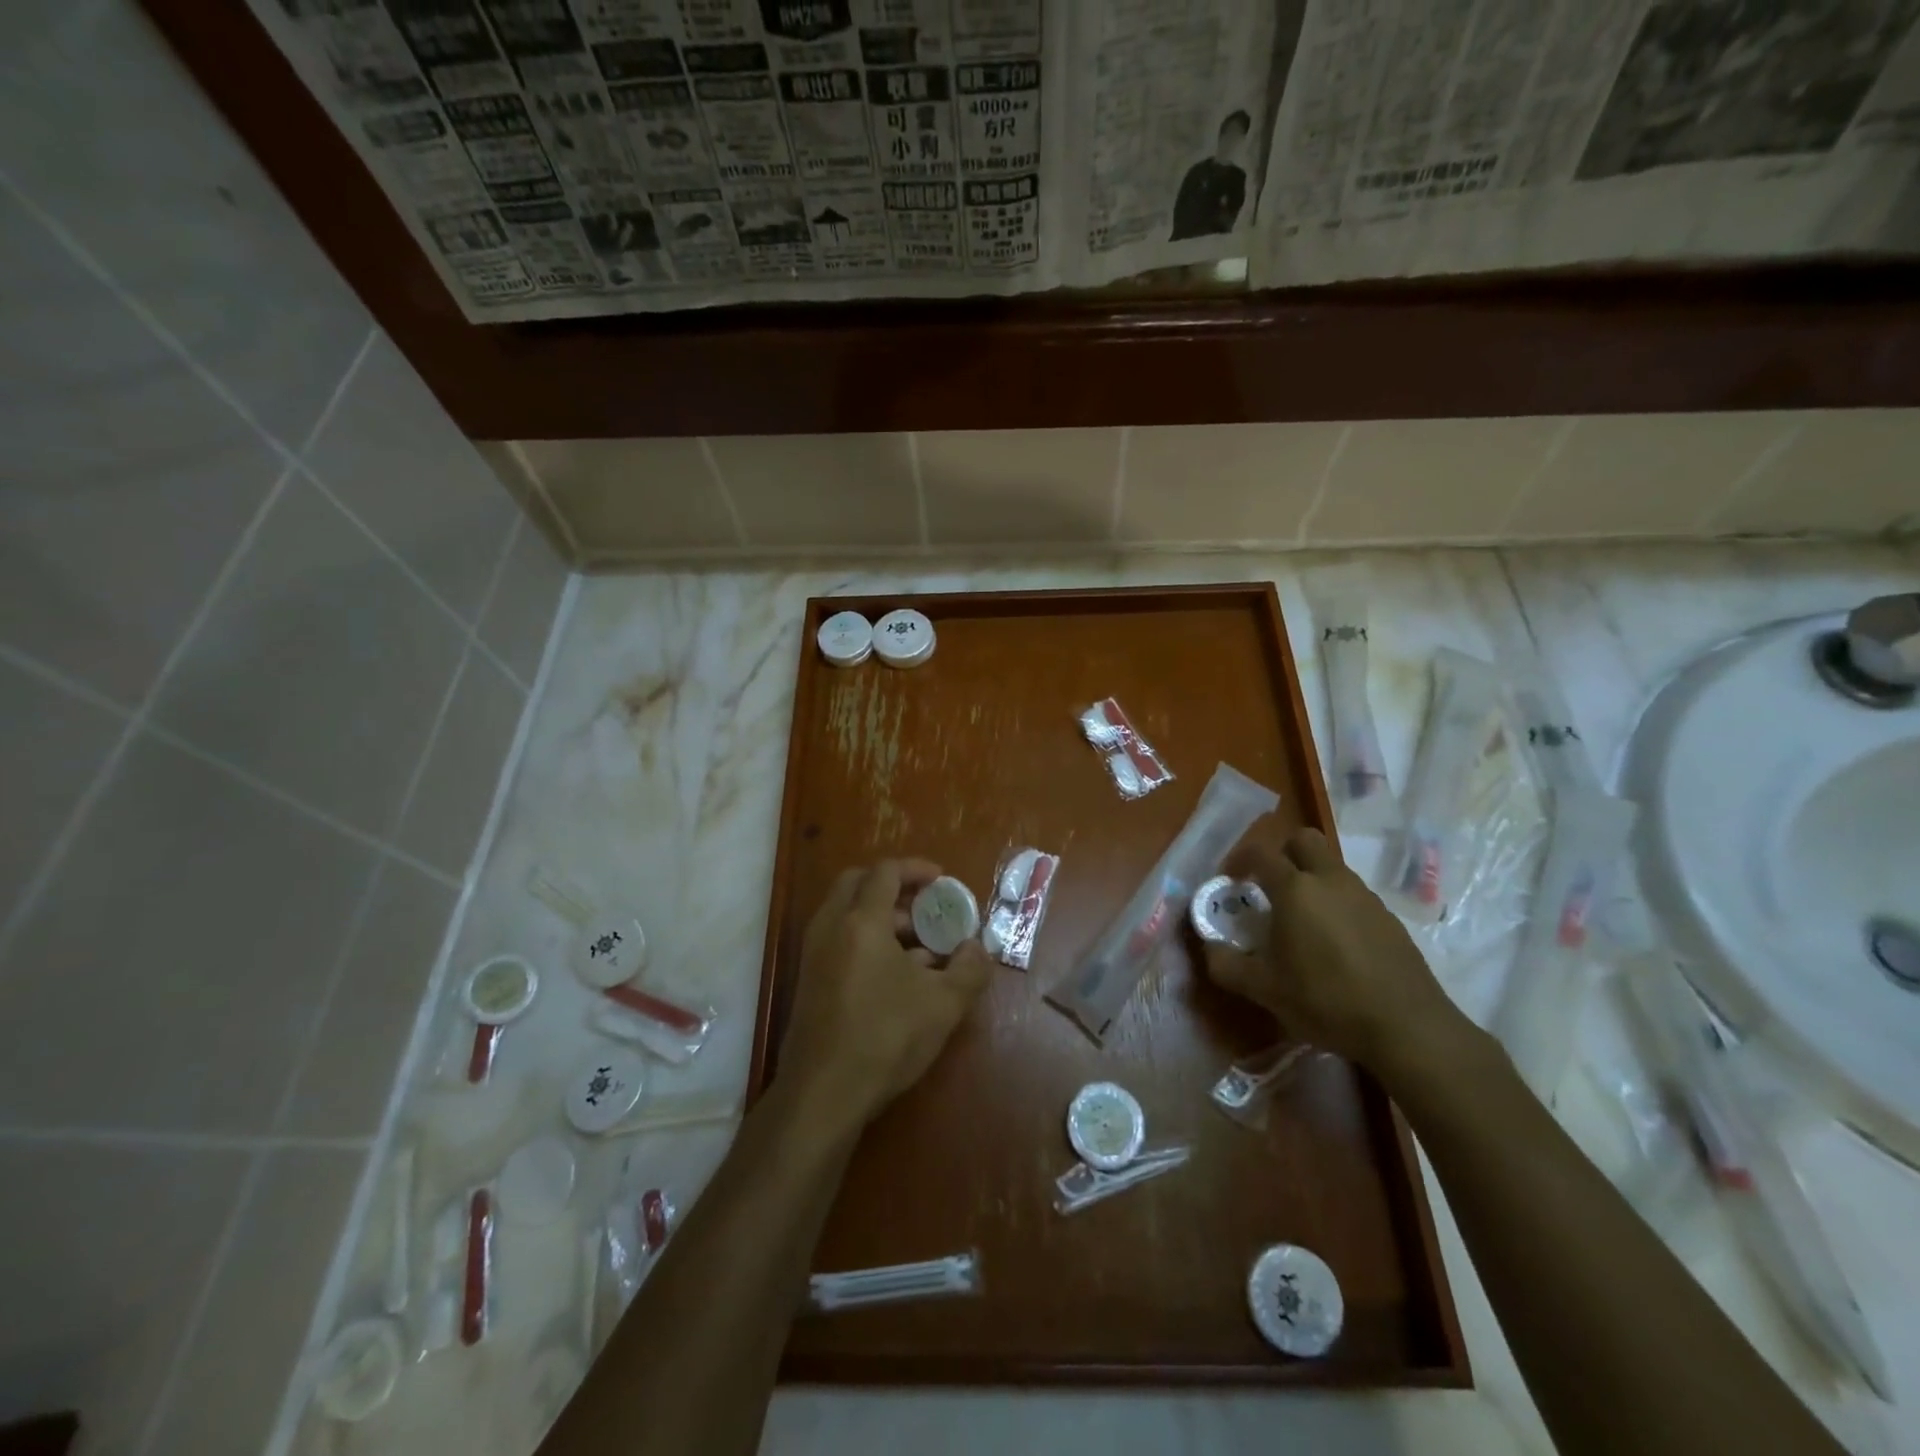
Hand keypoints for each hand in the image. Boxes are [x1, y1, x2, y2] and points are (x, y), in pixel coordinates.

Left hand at [779, 859, 994, 1128]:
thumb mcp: (943, 1005)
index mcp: (861, 921)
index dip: (917, 869)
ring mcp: (813, 954)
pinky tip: (897, 977)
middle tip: (925, 907)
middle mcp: (830, 927)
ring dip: (882, 917)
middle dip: (895, 887)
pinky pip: (839, 939)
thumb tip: (977, 949)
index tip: (942, 881)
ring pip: (846, 913)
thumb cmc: (885, 1038)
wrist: (822, 1094)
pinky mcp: (809, 980)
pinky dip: (866, 940)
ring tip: (921, 948)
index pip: (886, 871)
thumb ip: (970, 969)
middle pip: (858, 883)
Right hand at [1200, 825, 1471, 1075]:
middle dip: (1283, 853)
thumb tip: (1209, 948)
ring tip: (1301, 921)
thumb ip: (1226, 964)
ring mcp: (1365, 897)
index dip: (1240, 858)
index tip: (1231, 880)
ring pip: (1332, 867)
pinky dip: (1337, 905)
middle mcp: (1330, 881)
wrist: (1406, 1027)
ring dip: (1311, 880)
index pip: (1261, 852)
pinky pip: (1354, 896)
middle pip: (1304, 840)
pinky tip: (1335, 945)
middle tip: (1269, 886)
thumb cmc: (1325, 1000)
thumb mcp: (1263, 989)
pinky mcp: (1389, 919)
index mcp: (1295, 889)